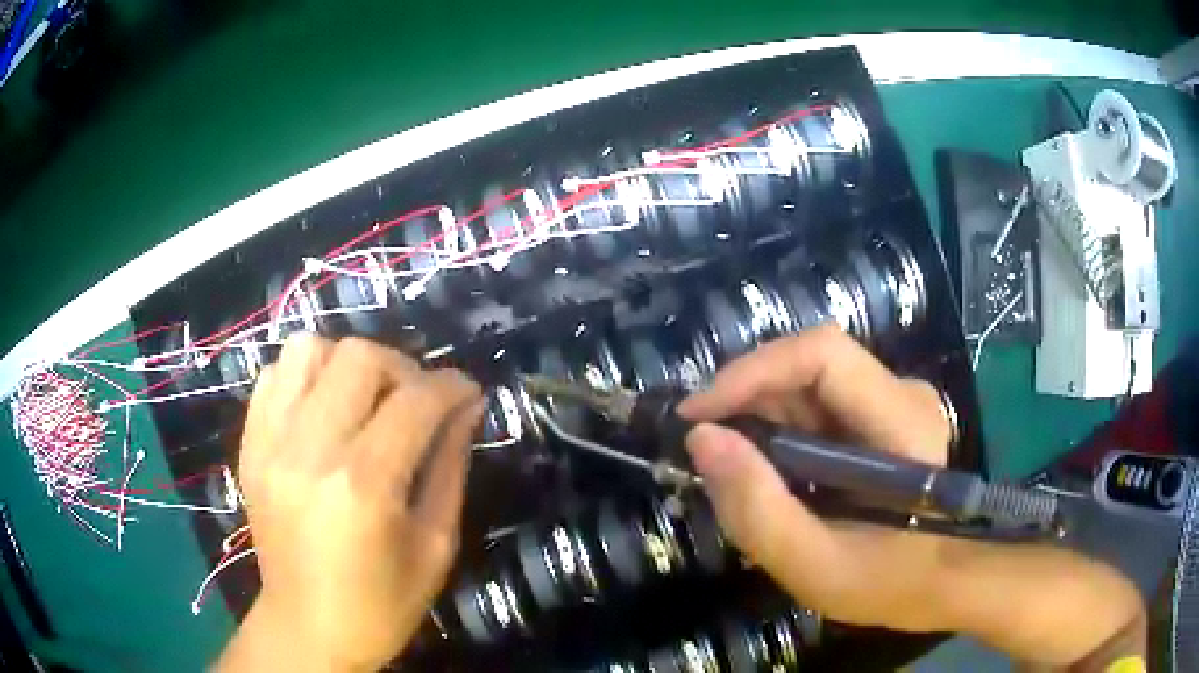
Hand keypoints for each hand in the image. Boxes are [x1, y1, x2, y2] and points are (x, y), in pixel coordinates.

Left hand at [218, 334, 482, 672]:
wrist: (307, 628)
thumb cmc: (381, 603)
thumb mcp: (435, 546)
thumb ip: (451, 467)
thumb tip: (467, 407)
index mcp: (364, 486)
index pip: (415, 400)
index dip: (452, 385)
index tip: (468, 391)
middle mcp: (310, 451)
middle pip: (359, 357)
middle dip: (401, 367)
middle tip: (415, 399)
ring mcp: (270, 444)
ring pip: (308, 349)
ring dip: (347, 363)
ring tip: (364, 397)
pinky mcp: (249, 446)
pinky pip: (273, 375)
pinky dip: (305, 376)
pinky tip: (323, 407)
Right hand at [679, 325, 1143, 666]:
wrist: (943, 583)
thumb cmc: (889, 583)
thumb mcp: (814, 566)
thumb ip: (757, 508)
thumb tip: (701, 440)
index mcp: (901, 421)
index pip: (822, 354)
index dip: (753, 370)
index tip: (698, 416)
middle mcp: (902, 393)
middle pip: (809, 364)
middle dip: (748, 399)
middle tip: (706, 450)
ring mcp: (894, 401)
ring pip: (809, 384)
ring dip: (761, 417)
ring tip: (734, 469)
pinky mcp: (883, 416)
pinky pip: (818, 405)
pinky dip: (780, 431)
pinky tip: (769, 471)